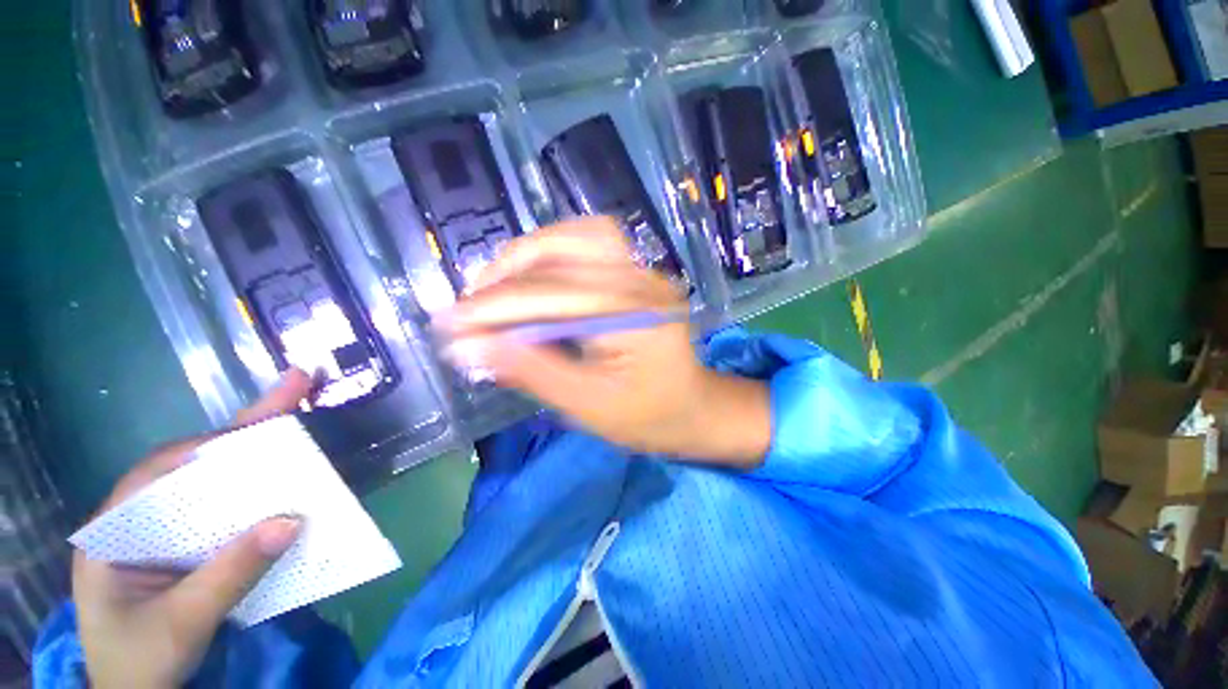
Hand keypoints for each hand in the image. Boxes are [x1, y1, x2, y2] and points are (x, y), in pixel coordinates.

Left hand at [72, 371, 312, 687]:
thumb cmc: (140, 661)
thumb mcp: (180, 623)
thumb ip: (230, 574)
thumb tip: (293, 521)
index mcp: (115, 532)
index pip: (160, 469)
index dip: (211, 444)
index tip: (261, 427)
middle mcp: (139, 522)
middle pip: (193, 465)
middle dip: (244, 432)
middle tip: (294, 388)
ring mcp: (164, 536)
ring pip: (212, 487)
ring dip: (255, 460)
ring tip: (296, 426)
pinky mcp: (187, 551)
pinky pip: (224, 514)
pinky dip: (255, 496)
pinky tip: (280, 485)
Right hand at [440, 217, 770, 465]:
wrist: (693, 407)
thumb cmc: (647, 417)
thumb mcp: (587, 406)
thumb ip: (531, 372)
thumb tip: (468, 346)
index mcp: (635, 317)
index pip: (552, 297)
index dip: (495, 308)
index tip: (447, 325)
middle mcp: (643, 281)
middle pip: (565, 254)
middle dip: (506, 276)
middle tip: (470, 304)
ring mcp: (646, 270)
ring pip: (580, 235)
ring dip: (530, 254)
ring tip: (496, 285)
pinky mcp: (640, 272)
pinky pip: (594, 241)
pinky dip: (556, 250)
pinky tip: (535, 274)